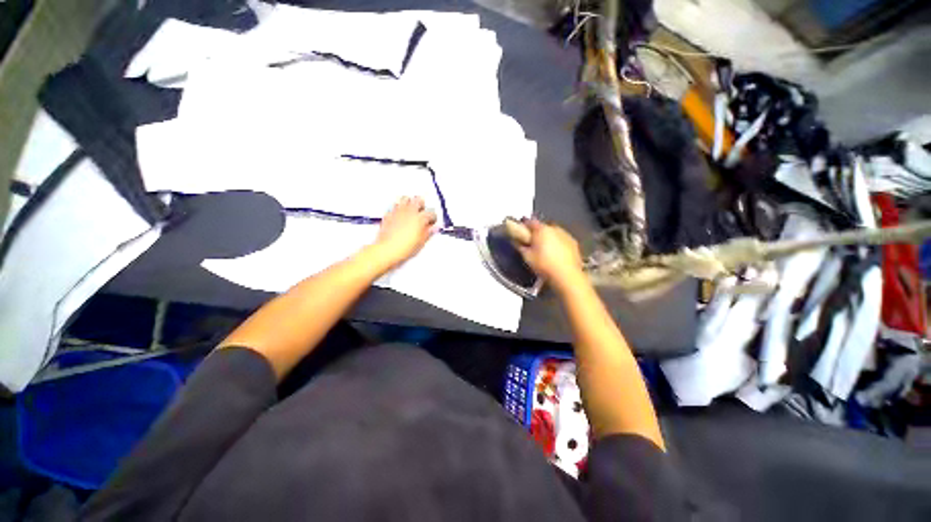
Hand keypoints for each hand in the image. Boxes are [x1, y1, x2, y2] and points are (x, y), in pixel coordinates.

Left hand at [371, 196, 436, 267]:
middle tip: (422, 214)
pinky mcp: (389, 213)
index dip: (433, 218)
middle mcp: (410, 211)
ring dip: (410, 203)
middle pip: (419, 200)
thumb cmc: (405, 248)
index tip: (431, 223)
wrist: (386, 249)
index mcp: (420, 218)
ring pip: (406, 198)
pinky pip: (395, 206)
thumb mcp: (421, 242)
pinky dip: (399, 208)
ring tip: (411, 211)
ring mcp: (398, 211)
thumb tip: (435, 227)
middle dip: (422, 205)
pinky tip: (400, 216)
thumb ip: (429, 232)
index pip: (431, 213)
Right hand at [516, 219, 584, 290]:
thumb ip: (520, 246)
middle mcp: (554, 228)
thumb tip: (515, 241)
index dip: (524, 226)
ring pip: (554, 232)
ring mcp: (566, 235)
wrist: (567, 275)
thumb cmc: (544, 265)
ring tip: (545, 250)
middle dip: (537, 233)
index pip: (530, 222)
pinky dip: (558, 243)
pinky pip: (562, 239)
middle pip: (543, 226)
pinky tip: (556, 254)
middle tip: (533, 243)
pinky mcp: (574, 243)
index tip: (521, 231)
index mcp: (541, 230)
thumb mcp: (527, 257)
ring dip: (549, 237)